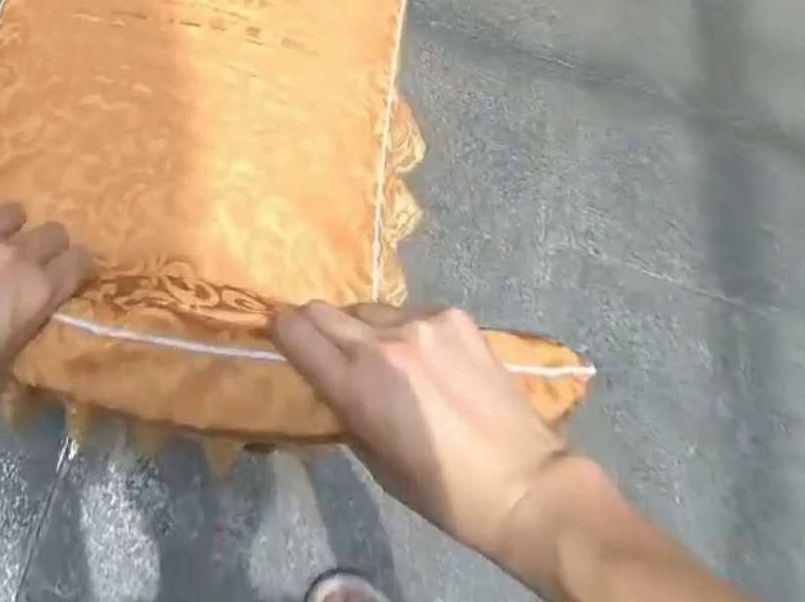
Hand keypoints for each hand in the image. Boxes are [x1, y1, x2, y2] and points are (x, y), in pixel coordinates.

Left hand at [0, 201, 93, 456]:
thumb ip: (18, 340)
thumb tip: (20, 325)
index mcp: (36, 294)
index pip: (80, 260)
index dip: (76, 269)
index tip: (67, 277)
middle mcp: (14, 254)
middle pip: (52, 231)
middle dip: (46, 248)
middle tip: (23, 269)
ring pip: (9, 213)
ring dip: (3, 232)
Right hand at [273, 302, 567, 559]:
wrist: (528, 484)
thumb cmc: (448, 494)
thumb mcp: (380, 466)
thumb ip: (347, 412)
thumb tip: (328, 380)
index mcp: (361, 389)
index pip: (298, 336)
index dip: (281, 329)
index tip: (275, 327)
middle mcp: (383, 344)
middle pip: (324, 311)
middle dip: (314, 323)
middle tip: (319, 340)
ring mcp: (420, 322)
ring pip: (367, 310)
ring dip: (364, 329)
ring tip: (388, 359)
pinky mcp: (451, 314)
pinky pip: (410, 313)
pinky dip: (408, 332)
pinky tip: (431, 360)